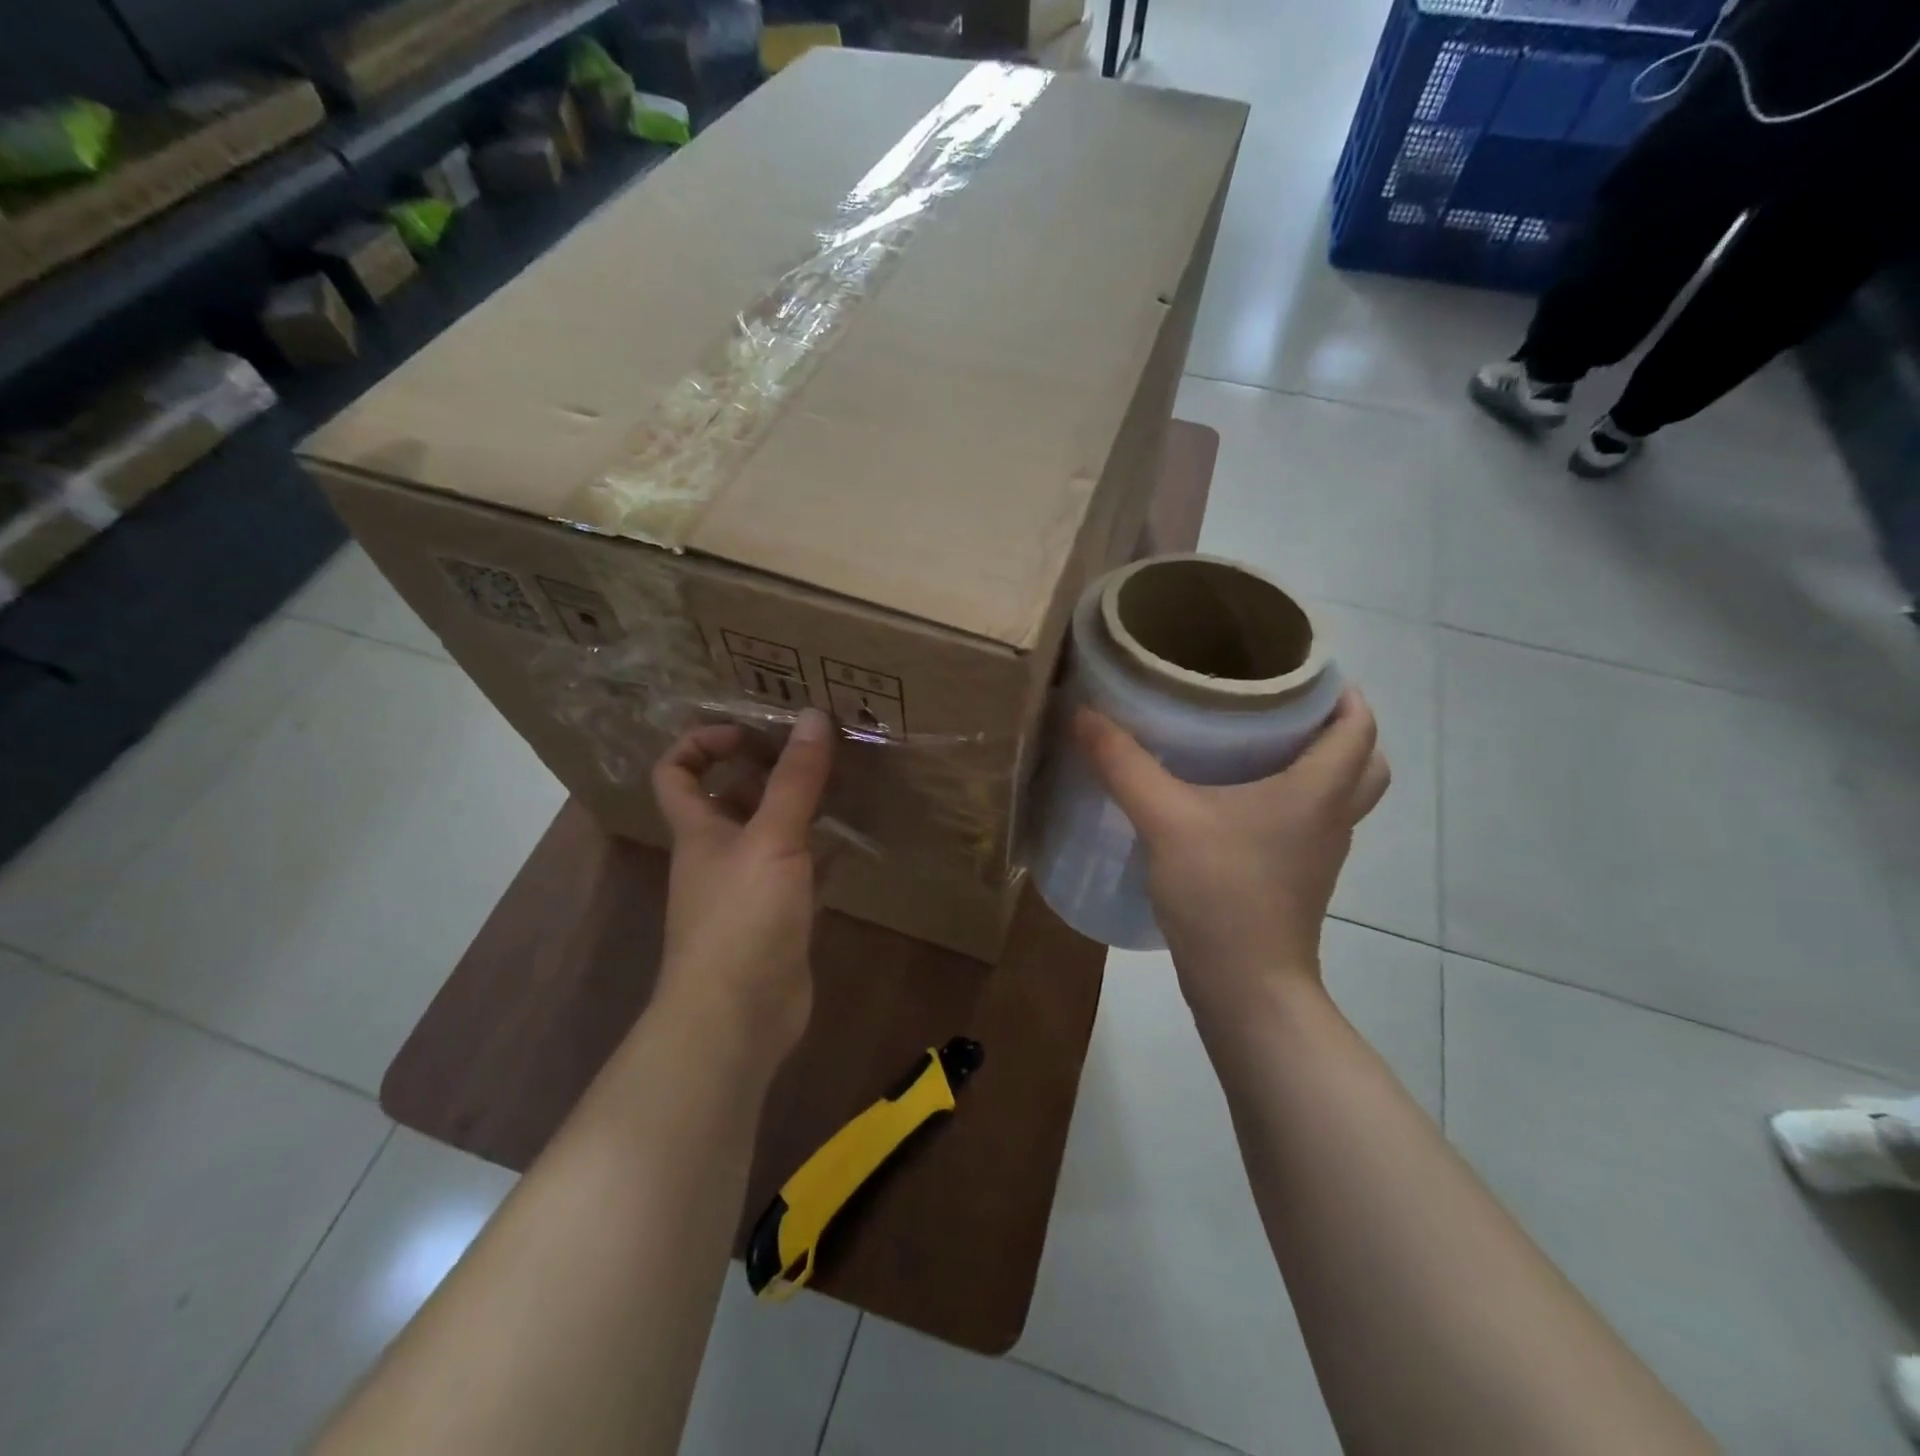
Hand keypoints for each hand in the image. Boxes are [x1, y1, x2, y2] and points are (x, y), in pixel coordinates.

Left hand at [651, 708, 834, 1061]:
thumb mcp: (772, 839)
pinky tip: (851, 843)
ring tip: (843, 785)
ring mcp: (747, 890)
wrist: (737, 1017)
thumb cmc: (742, 918)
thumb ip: (795, 780)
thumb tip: (811, 715)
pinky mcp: (777, 920)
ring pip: (769, 835)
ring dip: (798, 810)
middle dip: (766, 770)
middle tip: (815, 751)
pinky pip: (797, 873)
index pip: (676, 772)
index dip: (703, 742)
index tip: (751, 731)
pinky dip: (820, 854)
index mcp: (699, 831)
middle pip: (730, 799)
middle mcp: (717, 855)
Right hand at [1074, 689, 1389, 1024]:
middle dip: (1337, 726)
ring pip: (1340, 794)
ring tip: (1262, 742)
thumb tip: (1084, 713)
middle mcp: (1330, 817)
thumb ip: (1123, 764)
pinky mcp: (1298, 878)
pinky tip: (1239, 799)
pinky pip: (1311, 822)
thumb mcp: (1165, 819)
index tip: (1299, 667)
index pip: (1358, 725)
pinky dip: (1294, 799)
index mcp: (1317, 790)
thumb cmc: (1221, 894)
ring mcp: (1319, 853)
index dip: (1341, 690)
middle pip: (1364, 760)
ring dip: (1318, 763)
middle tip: (1284, 705)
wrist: (1245, 987)